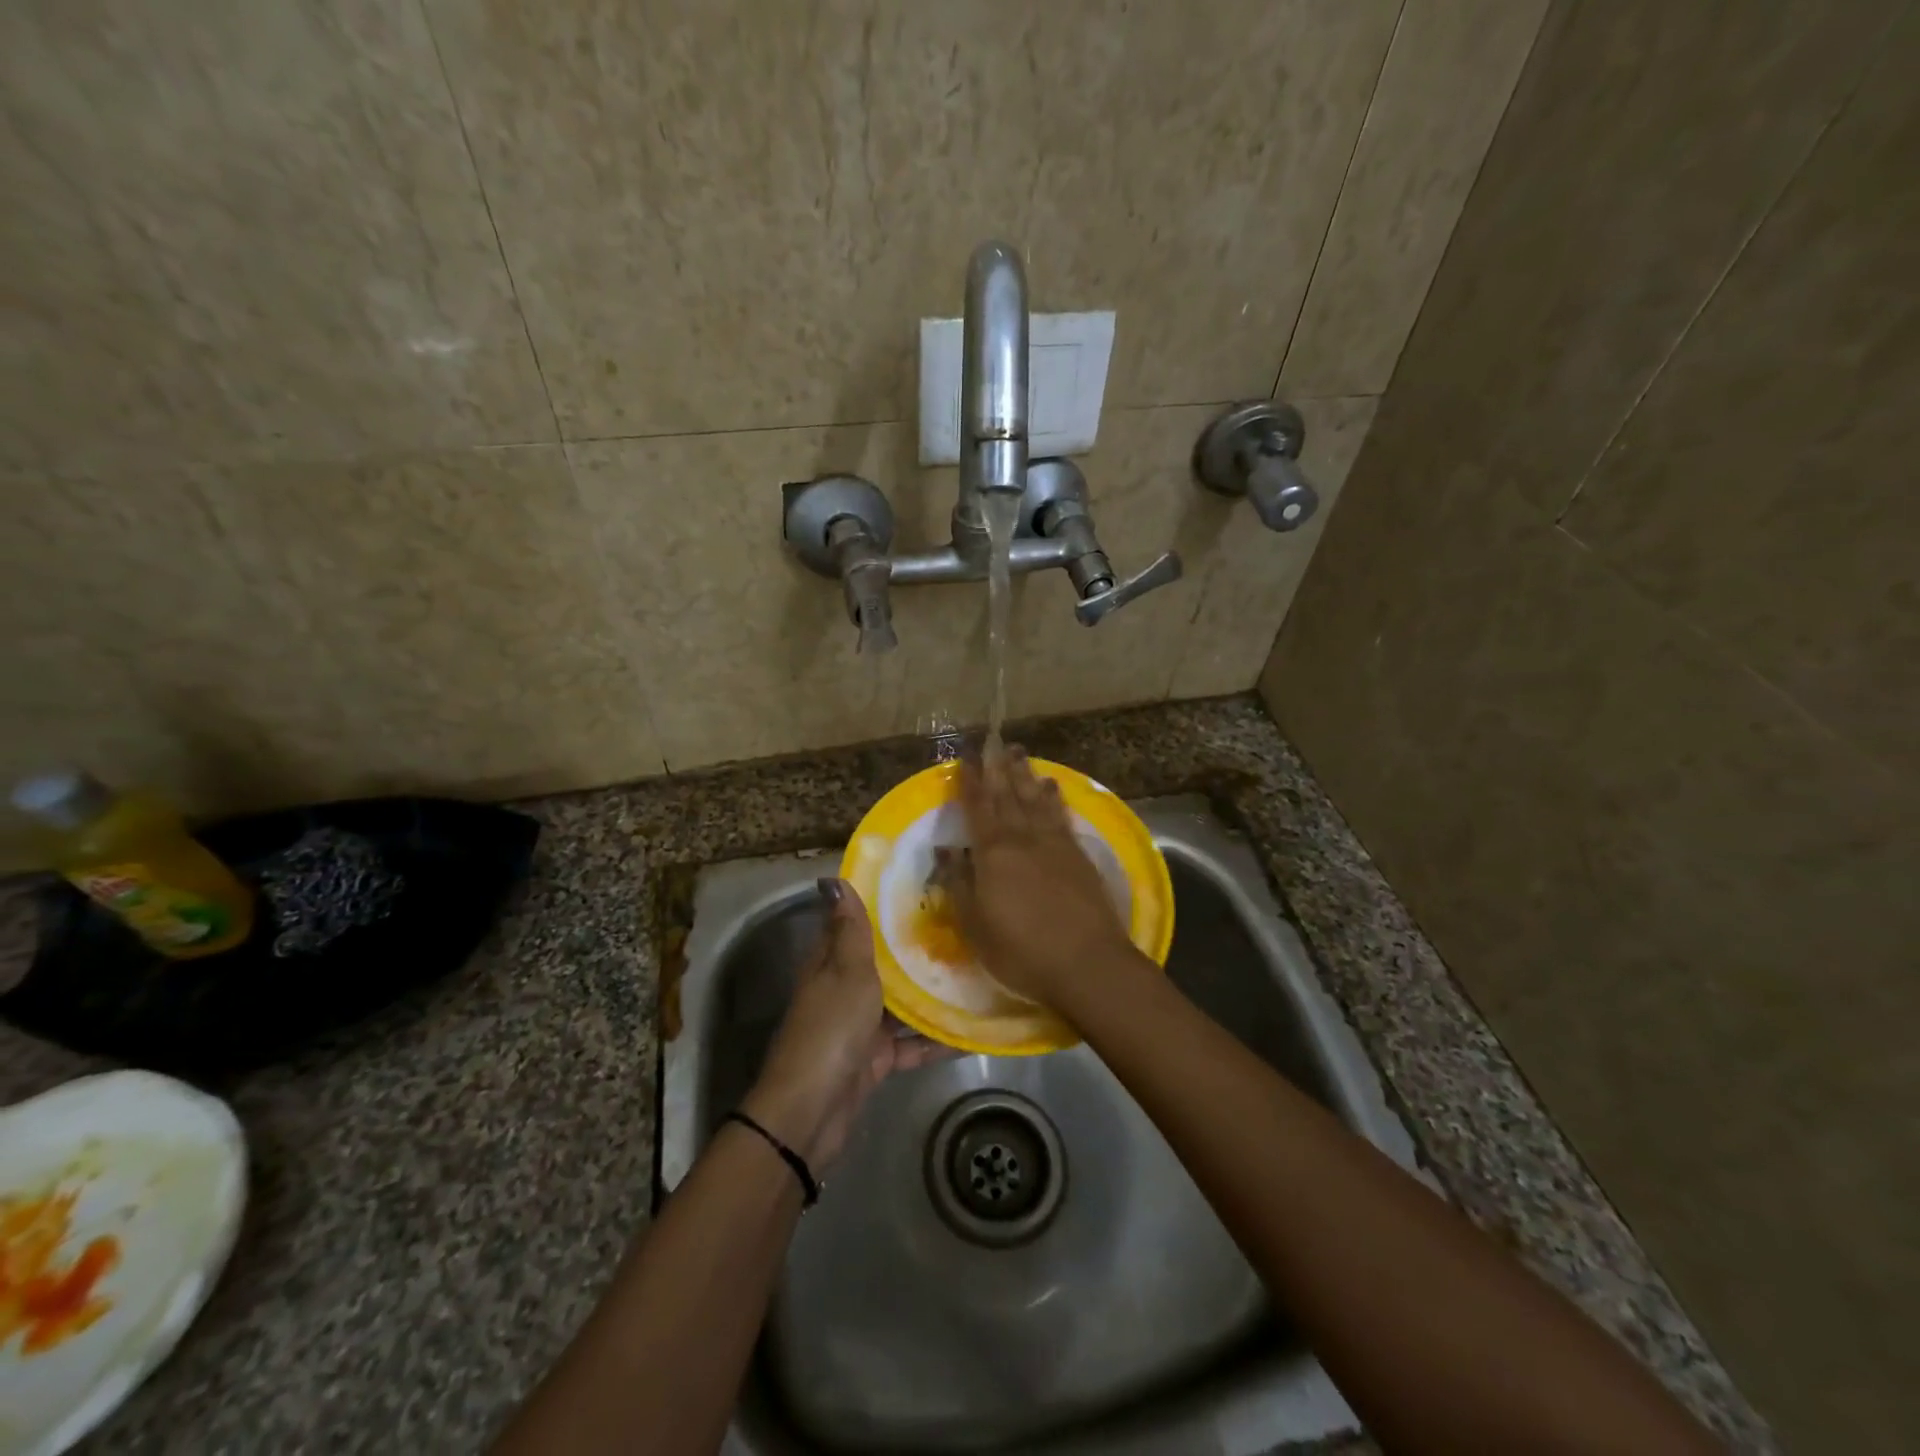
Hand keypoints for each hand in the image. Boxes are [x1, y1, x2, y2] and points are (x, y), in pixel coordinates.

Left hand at [741, 879, 948, 1171]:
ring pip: (900, 1003)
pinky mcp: (876, 1060)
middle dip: (915, 949)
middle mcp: (843, 990)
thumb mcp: (845, 972)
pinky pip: (911, 1043)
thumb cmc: (831, 1029)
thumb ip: (849, 930)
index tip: (919, 886)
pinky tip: (971, 1032)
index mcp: (830, 963)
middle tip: (962, 927)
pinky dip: (935, 1040)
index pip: (853, 925)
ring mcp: (860, 1027)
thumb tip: (831, 878)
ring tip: (976, 973)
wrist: (812, 1110)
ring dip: (930, 994)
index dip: (880, 906)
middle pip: (882, 964)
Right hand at [945, 747, 1138, 1009]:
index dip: (970, 781)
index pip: (978, 807)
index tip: (965, 757)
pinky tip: (1052, 787)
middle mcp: (1023, 839)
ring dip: (1026, 775)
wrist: (1086, 962)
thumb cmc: (1021, 951)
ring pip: (1035, 799)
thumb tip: (946, 850)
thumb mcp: (975, 925)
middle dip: (998, 768)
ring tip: (1020, 753)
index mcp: (992, 853)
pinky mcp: (1078, 856)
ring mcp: (1054, 844)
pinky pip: (1061, 816)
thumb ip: (959, 884)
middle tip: (995, 741)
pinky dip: (1055, 798)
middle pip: (1008, 795)